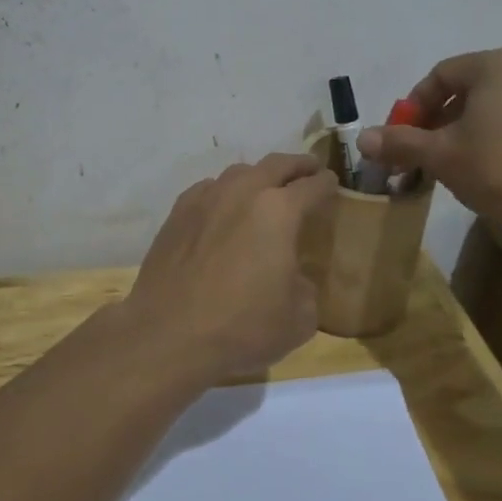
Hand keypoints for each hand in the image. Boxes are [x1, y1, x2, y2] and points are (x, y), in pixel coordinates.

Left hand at [118, 153, 338, 381]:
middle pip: (276, 164)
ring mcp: (204, 200)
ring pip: (238, 173)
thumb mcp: (299, 318)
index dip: (327, 184)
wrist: (168, 335)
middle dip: (297, 165)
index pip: (312, 185)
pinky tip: (223, 209)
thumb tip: (292, 277)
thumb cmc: (242, 327)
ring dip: (258, 176)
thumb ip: (305, 287)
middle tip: (308, 170)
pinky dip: (223, 192)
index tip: (332, 184)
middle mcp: (242, 193)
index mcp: (279, 211)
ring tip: (265, 189)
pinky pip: (207, 190)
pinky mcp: (176, 215)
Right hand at [356, 49, 501, 237]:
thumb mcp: (440, 155)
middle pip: (466, 89)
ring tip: (449, 162)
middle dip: (437, 120)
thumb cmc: (498, 168)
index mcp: (496, 65)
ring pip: (492, 106)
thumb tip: (362, 138)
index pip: (440, 75)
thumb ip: (400, 142)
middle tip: (421, 151)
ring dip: (463, 129)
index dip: (413, 106)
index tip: (401, 136)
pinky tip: (485, 166)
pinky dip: (493, 135)